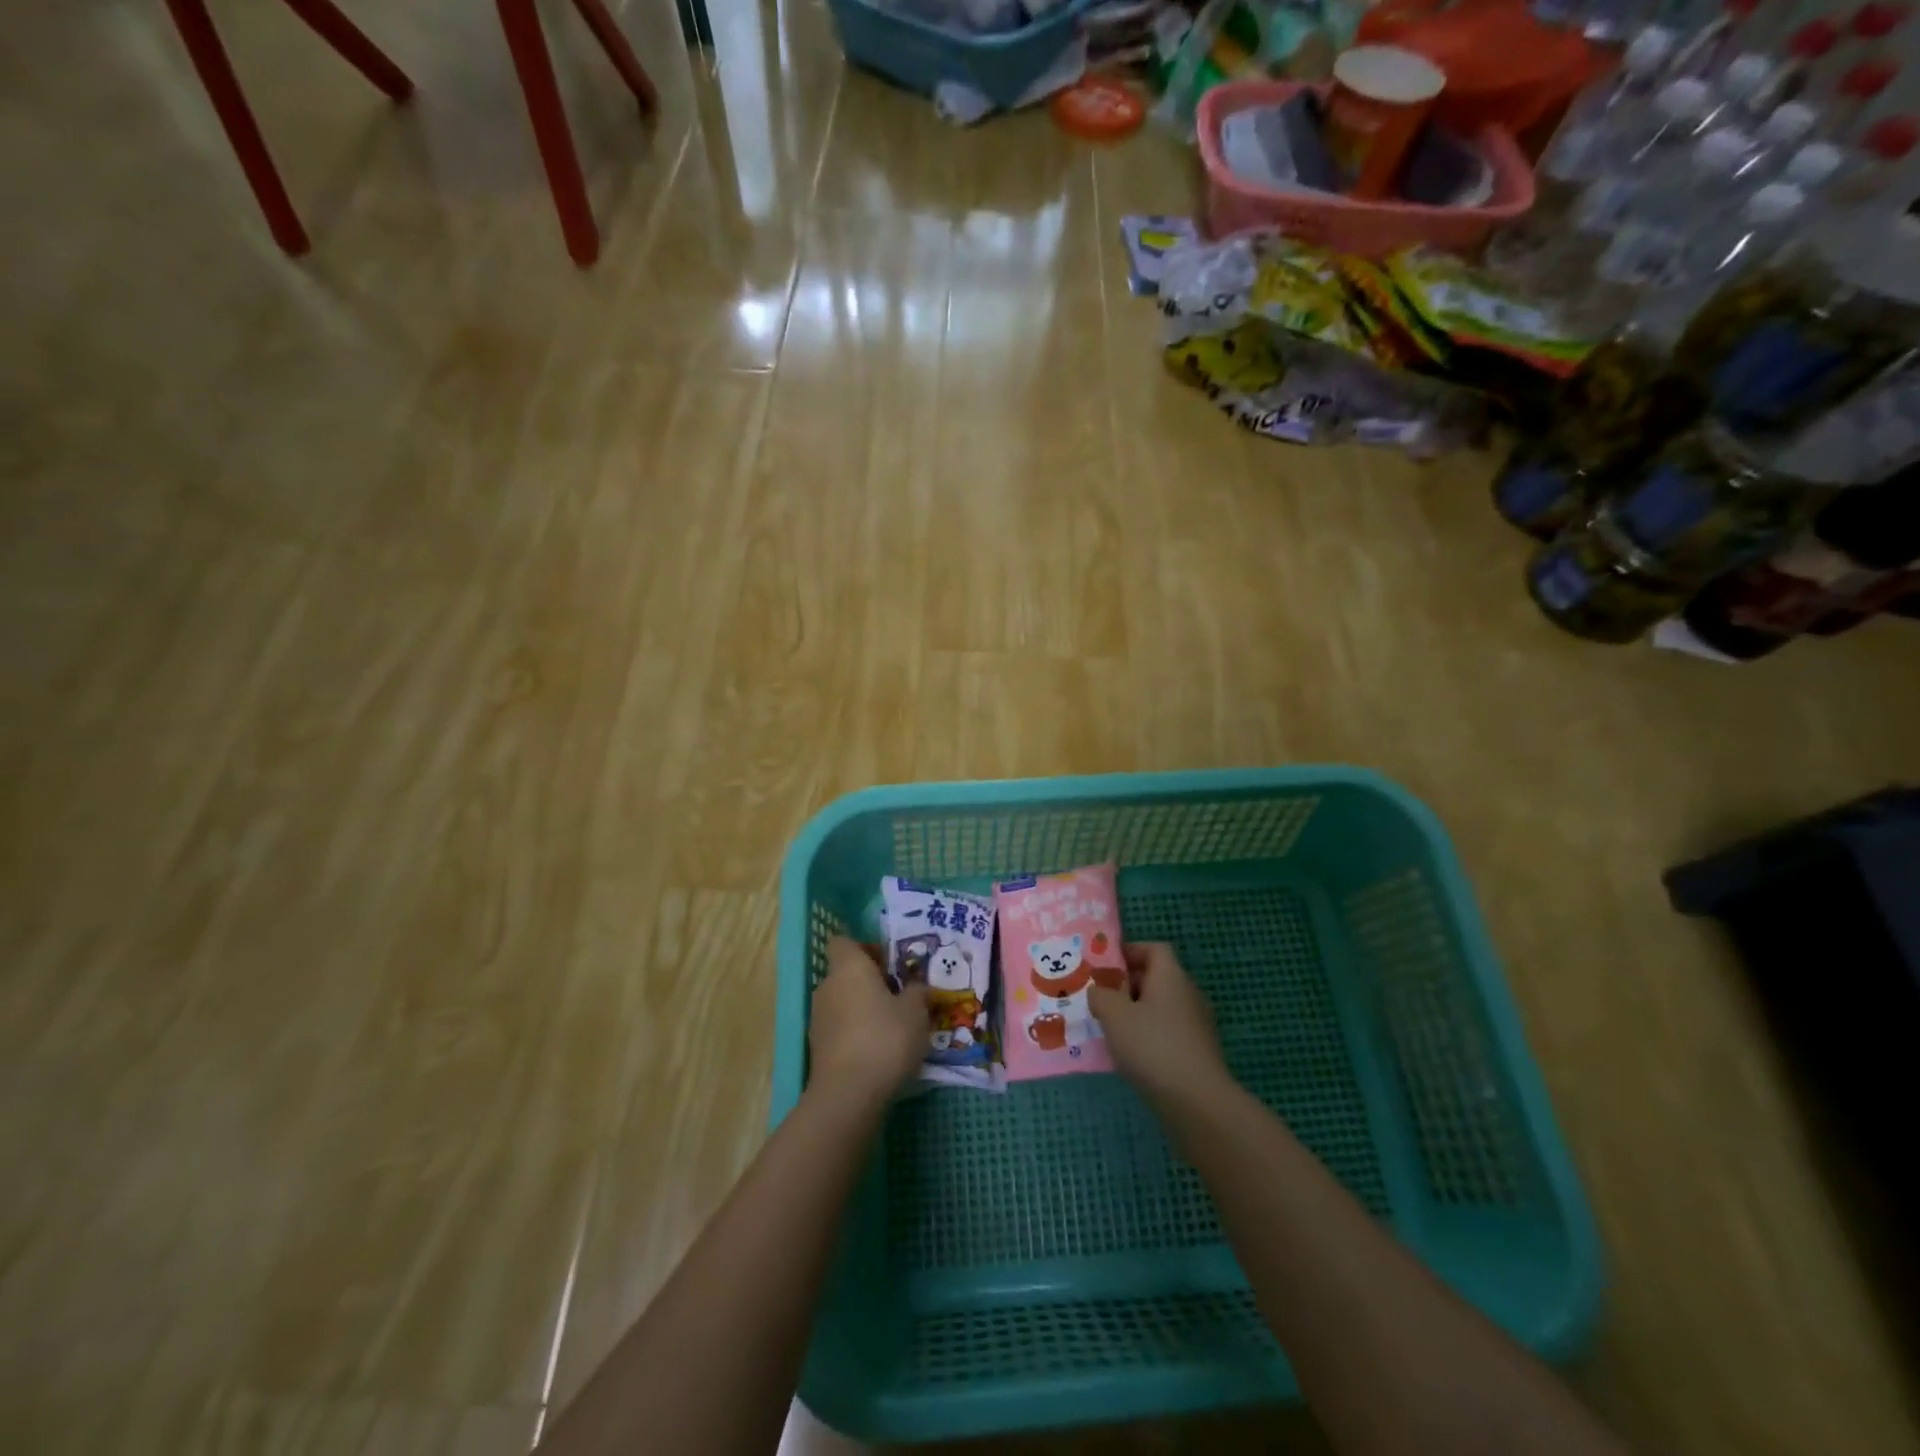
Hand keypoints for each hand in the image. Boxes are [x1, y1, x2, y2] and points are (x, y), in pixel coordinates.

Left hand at [809, 937, 928, 1105]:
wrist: (849, 1093)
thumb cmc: (885, 1038)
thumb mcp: (916, 1011)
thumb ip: (917, 992)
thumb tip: (917, 986)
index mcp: (849, 967)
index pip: (845, 942)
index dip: (866, 948)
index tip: (890, 964)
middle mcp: (828, 986)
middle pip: (846, 973)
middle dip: (871, 981)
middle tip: (900, 995)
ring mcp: (818, 1018)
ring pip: (843, 1001)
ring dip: (864, 1008)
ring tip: (894, 1026)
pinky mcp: (818, 1047)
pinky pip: (840, 1028)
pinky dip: (856, 1033)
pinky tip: (879, 1050)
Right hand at [1089, 943, 1233, 1106]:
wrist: (1197, 1102)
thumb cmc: (1152, 1046)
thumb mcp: (1114, 1015)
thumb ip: (1100, 996)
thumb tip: (1098, 991)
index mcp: (1171, 976)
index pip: (1154, 949)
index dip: (1130, 951)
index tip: (1105, 966)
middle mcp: (1188, 994)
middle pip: (1157, 978)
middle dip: (1127, 985)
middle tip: (1100, 998)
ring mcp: (1197, 1025)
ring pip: (1161, 1007)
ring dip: (1136, 1013)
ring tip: (1110, 1028)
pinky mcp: (1198, 1052)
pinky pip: (1168, 1032)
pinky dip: (1149, 1036)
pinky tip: (1131, 1055)